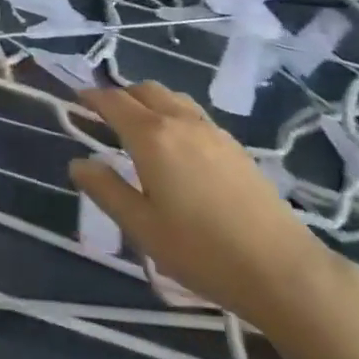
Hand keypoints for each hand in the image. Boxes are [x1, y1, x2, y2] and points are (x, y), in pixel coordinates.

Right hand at [68, 81, 343, 333]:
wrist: (281, 268)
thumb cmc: (202, 251)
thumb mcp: (142, 227)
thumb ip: (106, 190)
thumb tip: (78, 162)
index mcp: (152, 136)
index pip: (114, 102)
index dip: (92, 96)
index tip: (77, 98)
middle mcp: (180, 121)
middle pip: (145, 90)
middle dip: (121, 95)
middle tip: (105, 114)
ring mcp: (212, 130)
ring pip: (172, 98)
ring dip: (149, 101)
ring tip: (139, 126)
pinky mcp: (234, 145)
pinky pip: (193, 113)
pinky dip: (173, 114)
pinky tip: (177, 146)